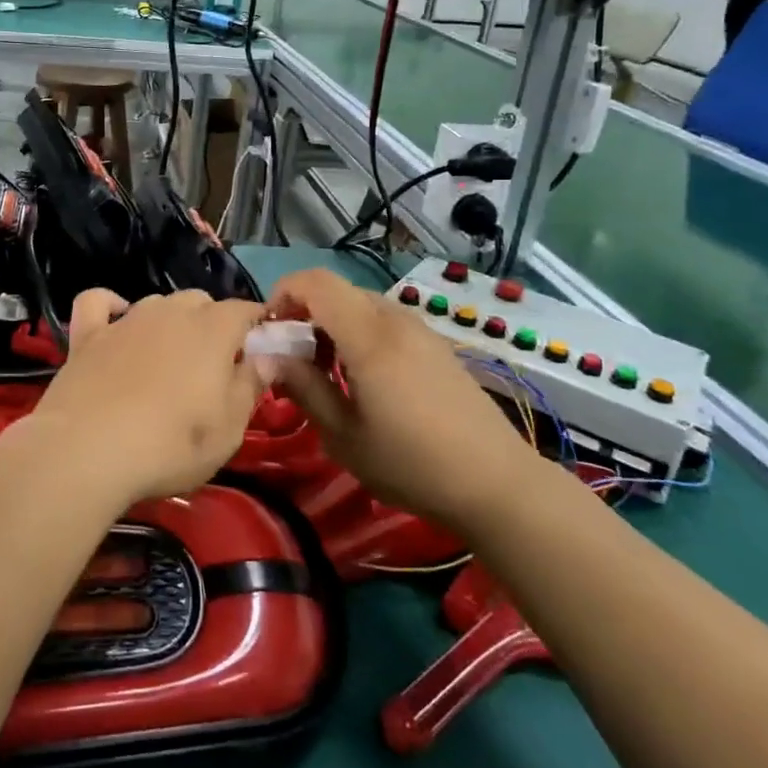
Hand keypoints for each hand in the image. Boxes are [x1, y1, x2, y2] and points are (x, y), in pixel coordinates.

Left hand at [24, 289, 269, 509]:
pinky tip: (114, 323)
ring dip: (169, 321)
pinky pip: (98, 303)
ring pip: (157, 303)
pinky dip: (110, 308)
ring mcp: (126, 319)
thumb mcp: (228, 429)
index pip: (244, 310)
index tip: (261, 350)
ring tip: (168, 358)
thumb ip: (250, 386)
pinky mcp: (87, 335)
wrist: (87, 450)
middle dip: (213, 324)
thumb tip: (268, 356)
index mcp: (213, 329)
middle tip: (213, 368)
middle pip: (200, 302)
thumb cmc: (170, 445)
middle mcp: (170, 311)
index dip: (256, 326)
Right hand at [267, 269, 540, 524]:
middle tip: (295, 360)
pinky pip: (385, 321)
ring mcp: (420, 330)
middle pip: (337, 292)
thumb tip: (270, 355)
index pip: (316, 283)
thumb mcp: (344, 436)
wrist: (497, 484)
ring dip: (333, 325)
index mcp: (369, 337)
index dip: (284, 293)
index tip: (270, 332)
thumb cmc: (412, 464)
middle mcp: (395, 320)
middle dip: (305, 313)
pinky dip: (360, 334)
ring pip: (361, 305)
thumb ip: (304, 387)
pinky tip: (366, 379)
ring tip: (328, 373)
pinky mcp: (436, 345)